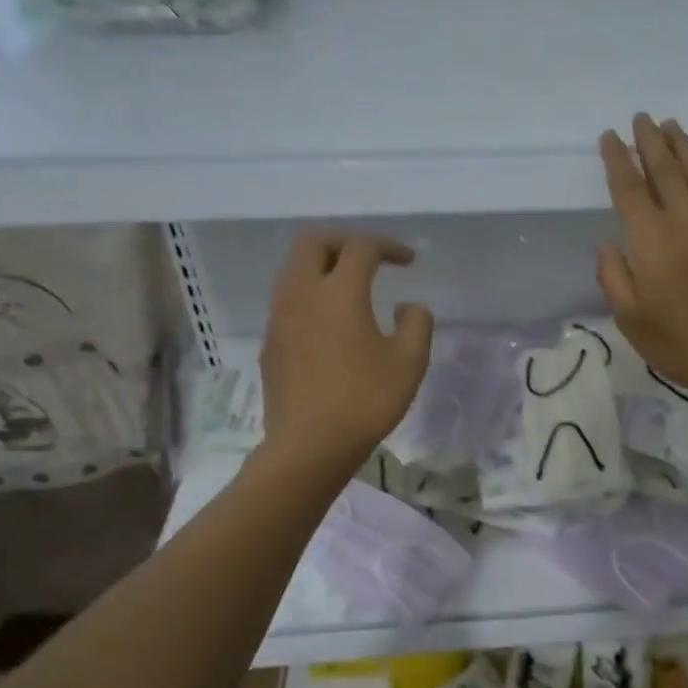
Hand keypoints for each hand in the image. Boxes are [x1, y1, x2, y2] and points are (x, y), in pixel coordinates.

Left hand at [260, 233, 433, 472]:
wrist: (309, 446)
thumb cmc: (365, 400)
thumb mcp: (410, 362)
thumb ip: (417, 323)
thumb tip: (408, 306)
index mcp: (339, 292)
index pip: (361, 248)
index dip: (388, 247)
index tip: (409, 261)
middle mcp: (302, 294)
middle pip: (313, 243)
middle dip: (344, 241)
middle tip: (370, 258)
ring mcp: (279, 318)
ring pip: (294, 270)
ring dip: (322, 266)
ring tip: (350, 286)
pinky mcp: (270, 342)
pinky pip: (287, 299)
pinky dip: (310, 293)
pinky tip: (330, 321)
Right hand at [597, 115, 687, 416]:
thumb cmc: (678, 344)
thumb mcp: (629, 318)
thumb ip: (613, 276)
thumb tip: (609, 242)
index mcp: (651, 241)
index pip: (629, 190)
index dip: (618, 160)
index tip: (610, 136)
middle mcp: (686, 222)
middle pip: (664, 172)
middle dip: (650, 142)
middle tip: (641, 118)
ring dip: (685, 147)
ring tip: (672, 125)